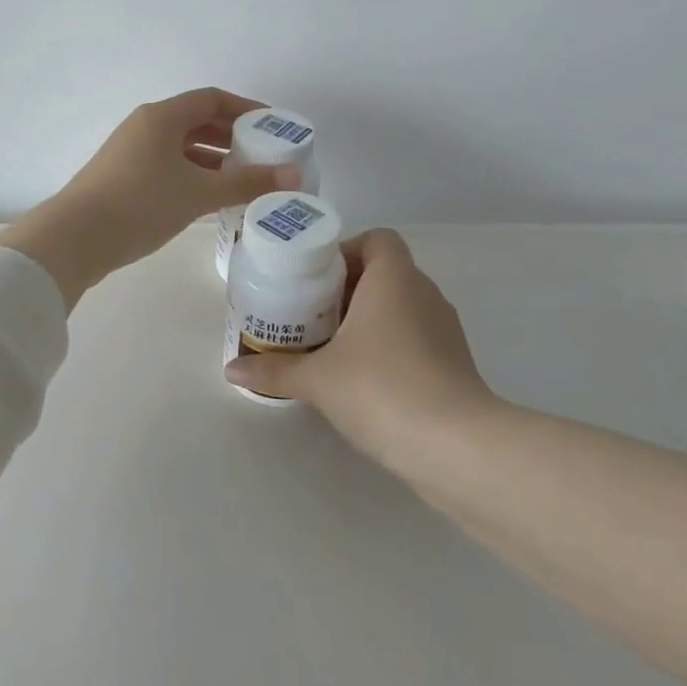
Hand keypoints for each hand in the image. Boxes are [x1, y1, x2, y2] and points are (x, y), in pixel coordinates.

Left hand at [0, 88, 301, 308]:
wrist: (76, 238)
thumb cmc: (142, 203)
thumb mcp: (199, 192)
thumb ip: (247, 182)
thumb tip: (293, 175)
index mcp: (162, 117)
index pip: (212, 99)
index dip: (246, 108)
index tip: (273, 126)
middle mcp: (145, 126)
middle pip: (197, 121)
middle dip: (232, 136)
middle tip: (263, 154)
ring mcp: (131, 152)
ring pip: (181, 146)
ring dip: (213, 158)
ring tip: (243, 178)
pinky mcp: (123, 177)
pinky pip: (168, 165)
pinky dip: (193, 174)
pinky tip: (210, 197)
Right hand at [224, 228, 492, 465]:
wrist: (455, 446)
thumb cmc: (381, 388)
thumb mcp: (317, 379)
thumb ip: (274, 369)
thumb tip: (231, 369)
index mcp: (394, 278)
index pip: (377, 239)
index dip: (346, 251)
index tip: (315, 280)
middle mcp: (424, 293)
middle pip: (385, 272)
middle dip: (347, 289)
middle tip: (311, 314)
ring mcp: (445, 328)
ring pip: (401, 306)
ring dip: (369, 318)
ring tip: (331, 346)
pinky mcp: (455, 362)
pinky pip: (416, 336)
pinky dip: (390, 345)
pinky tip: (363, 378)